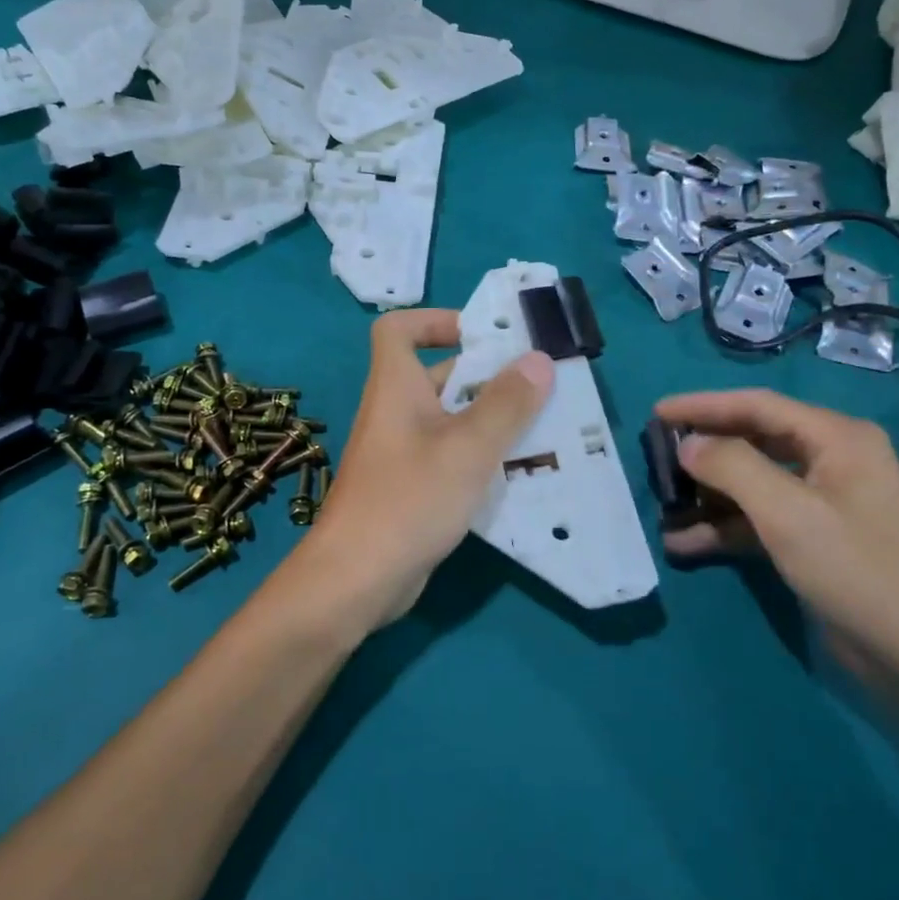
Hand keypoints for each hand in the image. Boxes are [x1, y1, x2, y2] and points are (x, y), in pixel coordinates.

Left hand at [288, 309, 553, 634]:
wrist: (355, 579)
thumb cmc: (409, 498)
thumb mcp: (468, 448)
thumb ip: (506, 403)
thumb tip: (538, 359)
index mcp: (396, 386)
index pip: (398, 329)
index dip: (435, 320)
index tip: (481, 336)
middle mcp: (395, 412)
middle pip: (438, 375)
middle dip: (487, 377)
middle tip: (539, 387)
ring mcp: (400, 452)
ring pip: (449, 421)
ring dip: (491, 421)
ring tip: (543, 428)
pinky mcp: (409, 487)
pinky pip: (448, 457)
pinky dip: (479, 457)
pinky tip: (517, 474)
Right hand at [656, 389, 898, 698]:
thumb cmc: (859, 571)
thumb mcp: (789, 513)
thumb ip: (731, 467)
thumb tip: (686, 443)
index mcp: (836, 438)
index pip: (757, 405)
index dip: (703, 406)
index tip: (655, 413)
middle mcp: (829, 461)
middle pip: (752, 441)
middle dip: (703, 450)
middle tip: (655, 457)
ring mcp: (822, 504)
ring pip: (750, 484)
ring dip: (707, 495)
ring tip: (662, 506)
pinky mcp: (813, 542)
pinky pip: (757, 521)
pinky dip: (722, 529)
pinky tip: (683, 543)